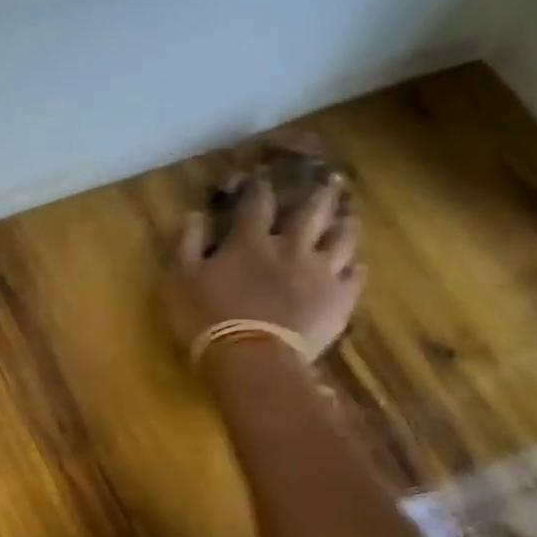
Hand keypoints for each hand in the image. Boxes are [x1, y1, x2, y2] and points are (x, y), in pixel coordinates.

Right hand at [163, 174, 365, 357]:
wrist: (251, 358)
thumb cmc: (207, 319)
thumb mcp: (180, 281)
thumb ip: (188, 245)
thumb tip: (195, 214)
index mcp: (250, 241)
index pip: (257, 203)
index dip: (260, 188)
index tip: (262, 178)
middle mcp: (290, 247)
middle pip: (311, 212)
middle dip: (318, 195)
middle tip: (328, 182)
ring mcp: (320, 272)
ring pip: (342, 239)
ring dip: (345, 227)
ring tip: (348, 220)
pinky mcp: (338, 299)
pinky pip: (355, 278)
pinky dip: (355, 270)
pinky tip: (356, 269)